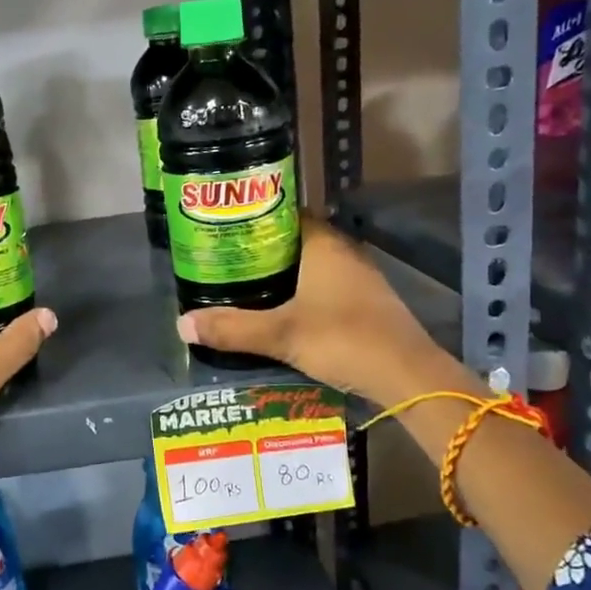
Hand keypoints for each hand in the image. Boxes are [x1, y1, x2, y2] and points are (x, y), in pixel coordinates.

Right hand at [177, 217, 436, 402]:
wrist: (409, 376)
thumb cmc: (344, 340)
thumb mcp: (281, 335)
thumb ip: (232, 328)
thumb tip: (182, 323)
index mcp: (324, 244)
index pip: (286, 213)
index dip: (256, 218)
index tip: (225, 229)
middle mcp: (344, 252)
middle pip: (295, 240)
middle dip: (262, 249)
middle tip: (225, 260)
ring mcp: (359, 278)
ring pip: (311, 265)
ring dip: (283, 273)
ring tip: (244, 285)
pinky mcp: (366, 303)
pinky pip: (324, 286)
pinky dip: (301, 292)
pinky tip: (280, 311)